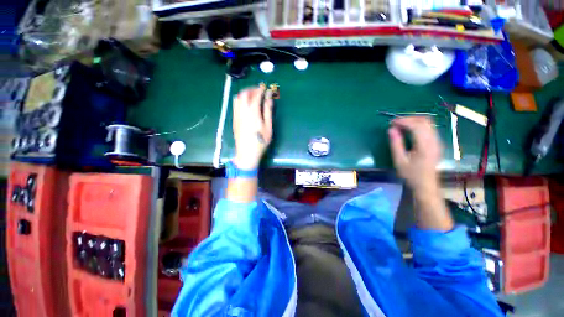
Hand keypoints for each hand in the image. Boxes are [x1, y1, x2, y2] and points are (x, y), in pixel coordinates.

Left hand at [232, 84, 272, 169]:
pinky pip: (235, 105)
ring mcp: (237, 115)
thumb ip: (268, 112)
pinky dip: (241, 100)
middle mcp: (243, 111)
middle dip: (252, 89)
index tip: (265, 87)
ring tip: (253, 96)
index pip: (256, 95)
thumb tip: (269, 99)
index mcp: (253, 113)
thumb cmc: (260, 142)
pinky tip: (246, 105)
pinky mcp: (234, 120)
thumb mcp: (268, 127)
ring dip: (245, 94)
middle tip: (259, 91)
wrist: (247, 153)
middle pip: (244, 94)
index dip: (261, 89)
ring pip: (238, 98)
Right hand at [389, 116, 452, 229]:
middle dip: (409, 118)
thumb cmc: (411, 174)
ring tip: (401, 125)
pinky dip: (419, 125)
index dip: (404, 121)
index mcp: (425, 146)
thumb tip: (391, 129)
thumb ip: (396, 144)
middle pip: (425, 121)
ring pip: (429, 123)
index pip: (416, 126)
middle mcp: (434, 141)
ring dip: (414, 121)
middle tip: (396, 122)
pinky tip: (410, 130)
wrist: (426, 185)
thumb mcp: (399, 160)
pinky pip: (429, 128)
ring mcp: (437, 141)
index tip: (391, 122)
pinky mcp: (437, 143)